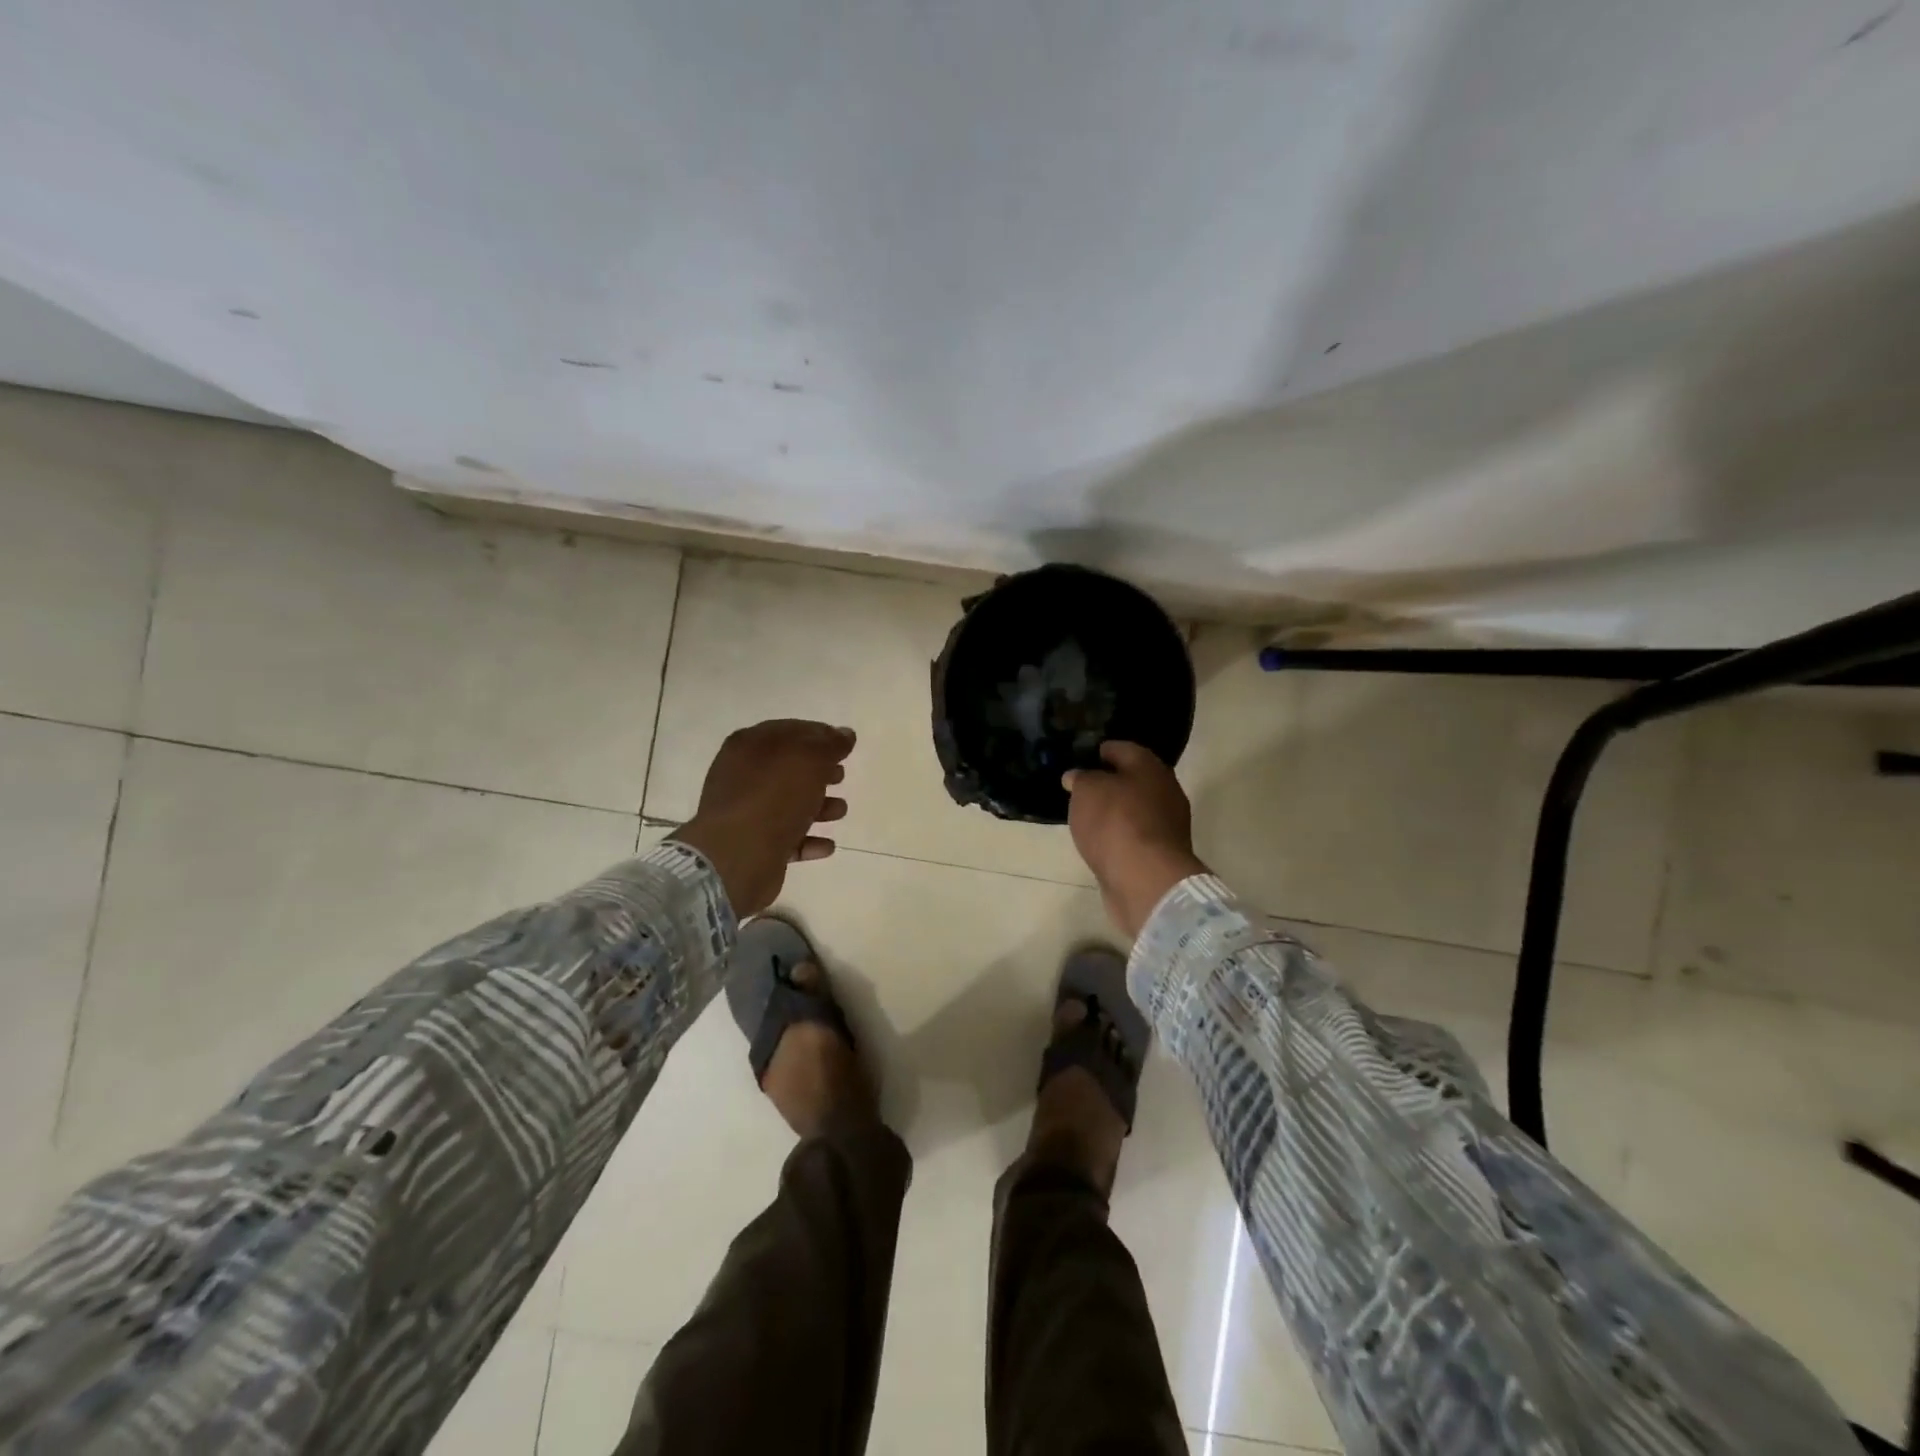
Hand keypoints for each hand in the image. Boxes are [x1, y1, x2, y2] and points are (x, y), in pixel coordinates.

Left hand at [670, 720, 854, 916]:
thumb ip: (830, 745)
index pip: (790, 731)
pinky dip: (808, 839)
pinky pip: (786, 838)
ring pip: (788, 803)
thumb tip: (845, 734)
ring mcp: (745, 811)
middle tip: (841, 776)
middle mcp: (742, 775)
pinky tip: (828, 845)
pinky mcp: (752, 845)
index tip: (845, 746)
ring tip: (841, 811)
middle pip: (789, 768)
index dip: (820, 735)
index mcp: (750, 746)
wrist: (738, 855)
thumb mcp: (809, 760)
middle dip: (819, 772)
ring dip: (819, 806)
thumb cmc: (774, 797)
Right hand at [1062, 741, 1208, 937]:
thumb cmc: (1115, 823)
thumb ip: (1080, 778)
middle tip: (1080, 789)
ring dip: (1114, 811)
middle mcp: (1164, 790)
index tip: (1078, 759)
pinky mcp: (1162, 853)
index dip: (1098, 751)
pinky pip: (1135, 835)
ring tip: (1086, 816)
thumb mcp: (1086, 791)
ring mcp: (1167, 824)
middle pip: (1132, 779)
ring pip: (1135, 808)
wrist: (1146, 880)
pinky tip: (1101, 841)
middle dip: (1108, 782)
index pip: (1120, 748)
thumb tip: (1077, 776)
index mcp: (1149, 766)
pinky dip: (1119, 836)